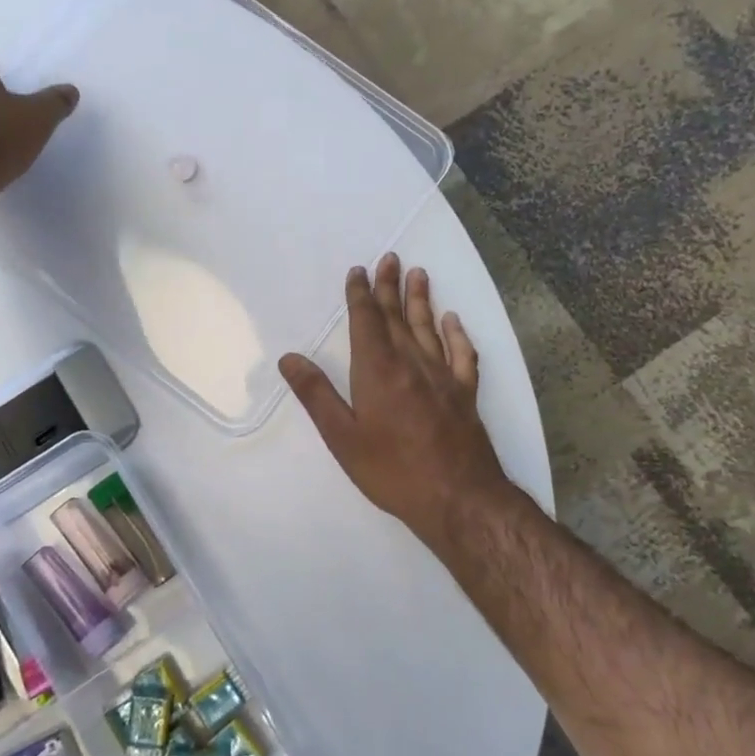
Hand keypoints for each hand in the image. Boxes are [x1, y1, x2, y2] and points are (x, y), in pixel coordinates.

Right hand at [280, 254, 515, 553]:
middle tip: (389, 258)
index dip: (360, 294)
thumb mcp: (342, 437)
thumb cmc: (392, 470)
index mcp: (378, 370)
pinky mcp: (465, 393)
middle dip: (390, 287)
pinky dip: (456, 333)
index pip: (366, 321)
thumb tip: (289, 358)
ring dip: (421, 300)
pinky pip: (462, 353)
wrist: (458, 497)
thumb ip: (316, 394)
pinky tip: (453, 320)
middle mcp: (412, 363)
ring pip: (429, 328)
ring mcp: (443, 376)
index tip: (358, 271)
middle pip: (397, 317)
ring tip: (419, 274)